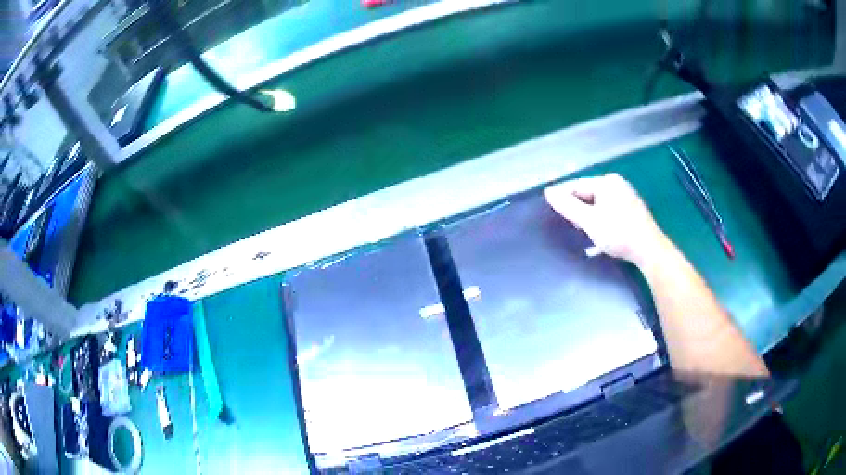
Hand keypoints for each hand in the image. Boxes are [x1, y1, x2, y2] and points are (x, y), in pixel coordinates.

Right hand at [544, 174, 667, 266]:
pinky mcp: (631, 212)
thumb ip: (568, 206)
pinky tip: (595, 235)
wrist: (649, 251)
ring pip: (598, 205)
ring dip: (587, 217)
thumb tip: (549, 193)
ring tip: (578, 230)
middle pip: (588, 194)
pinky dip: (599, 221)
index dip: (561, 195)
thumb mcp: (589, 221)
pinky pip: (608, 212)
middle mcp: (617, 185)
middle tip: (563, 222)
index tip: (546, 205)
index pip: (576, 185)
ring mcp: (626, 198)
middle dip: (575, 208)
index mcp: (607, 182)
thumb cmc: (618, 233)